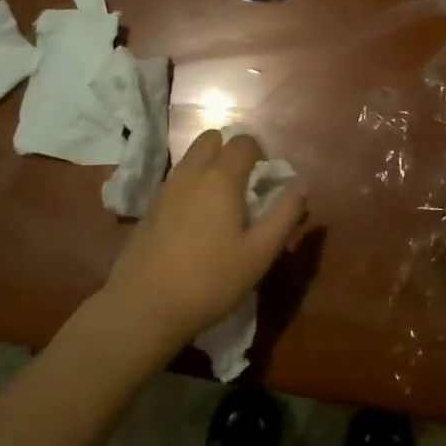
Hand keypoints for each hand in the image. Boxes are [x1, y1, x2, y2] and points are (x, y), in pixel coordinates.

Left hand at [101, 130, 308, 356]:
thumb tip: (302, 183)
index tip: (267, 181)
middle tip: (244, 185)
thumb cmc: (210, 280)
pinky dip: (191, 186)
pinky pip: (176, 180)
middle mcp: (191, 172)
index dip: (260, 153)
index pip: (244, 141)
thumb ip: (284, 214)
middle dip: (230, 151)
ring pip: (191, 158)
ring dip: (209, 167)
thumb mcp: (259, 253)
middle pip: (212, 138)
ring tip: (221, 205)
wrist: (143, 307)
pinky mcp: (149, 208)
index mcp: (221, 177)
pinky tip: (196, 222)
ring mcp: (165, 188)